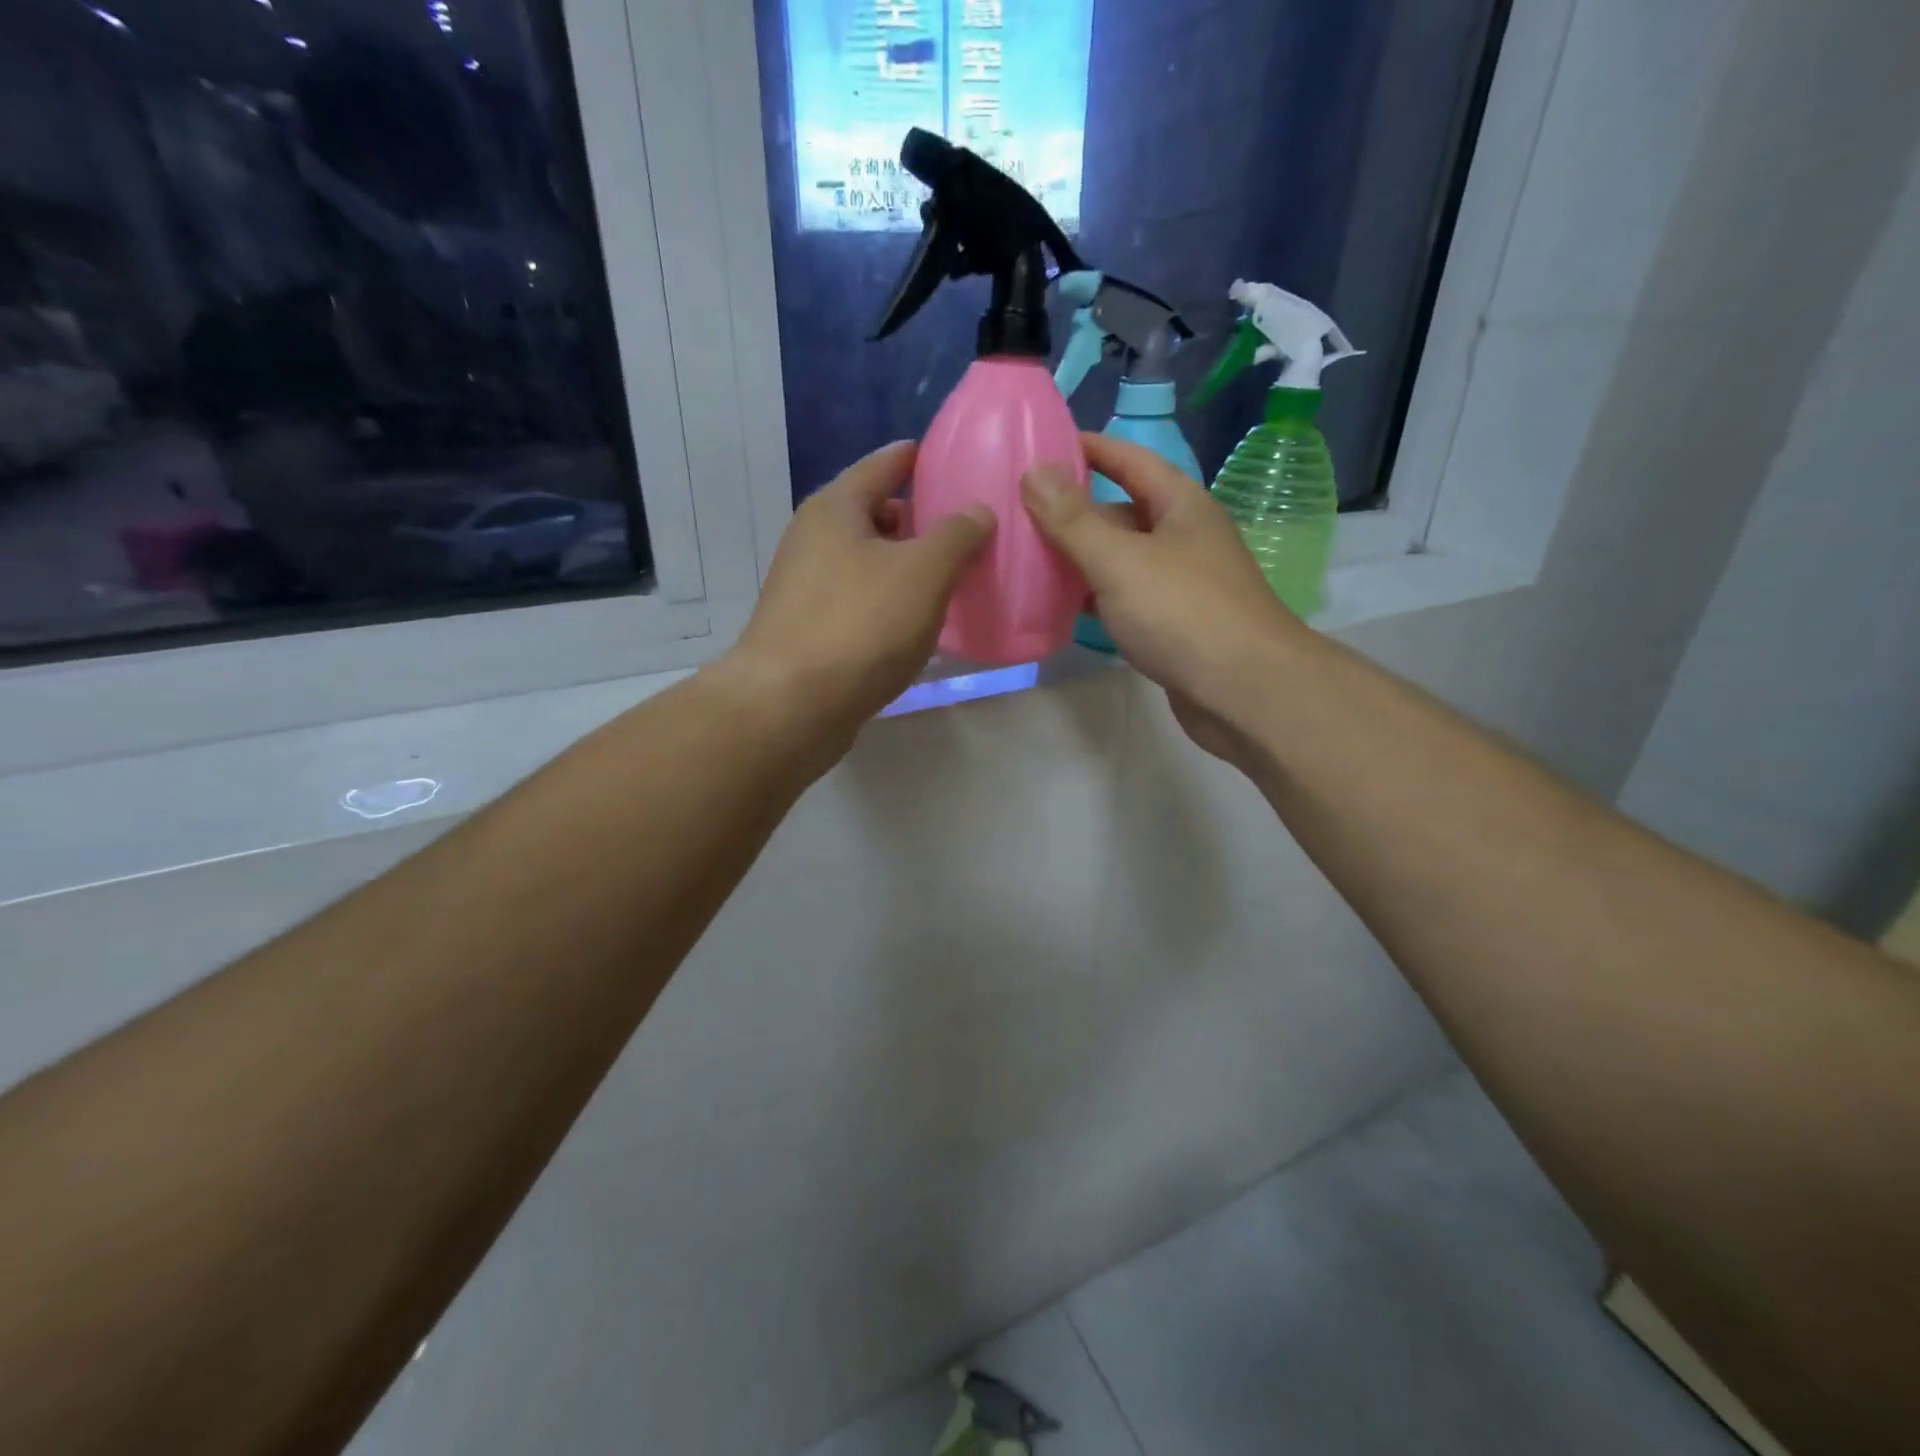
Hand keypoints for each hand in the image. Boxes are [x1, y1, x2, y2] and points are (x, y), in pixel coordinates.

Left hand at [725, 440, 994, 741]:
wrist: (792, 706)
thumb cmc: (860, 625)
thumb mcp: (923, 572)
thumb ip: (957, 535)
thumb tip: (978, 511)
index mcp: (835, 510)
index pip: (881, 466)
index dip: (912, 457)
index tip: (940, 453)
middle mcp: (813, 541)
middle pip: (873, 516)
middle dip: (915, 521)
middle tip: (961, 529)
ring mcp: (807, 589)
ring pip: (867, 564)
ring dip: (904, 568)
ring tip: (949, 579)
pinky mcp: (810, 632)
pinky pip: (860, 603)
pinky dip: (889, 604)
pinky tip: (917, 625)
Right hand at [1022, 434, 1306, 765]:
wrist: (1244, 692)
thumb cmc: (1183, 613)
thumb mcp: (1120, 560)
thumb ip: (1073, 520)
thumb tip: (1035, 470)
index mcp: (1181, 505)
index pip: (1131, 460)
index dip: (1090, 449)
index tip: (1044, 445)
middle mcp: (1184, 537)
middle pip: (1122, 512)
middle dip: (1075, 511)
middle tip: (1021, 512)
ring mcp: (1182, 584)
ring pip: (1122, 560)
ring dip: (1081, 558)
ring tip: (1029, 558)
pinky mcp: (1174, 625)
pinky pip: (1126, 599)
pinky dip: (1095, 598)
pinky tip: (1062, 606)